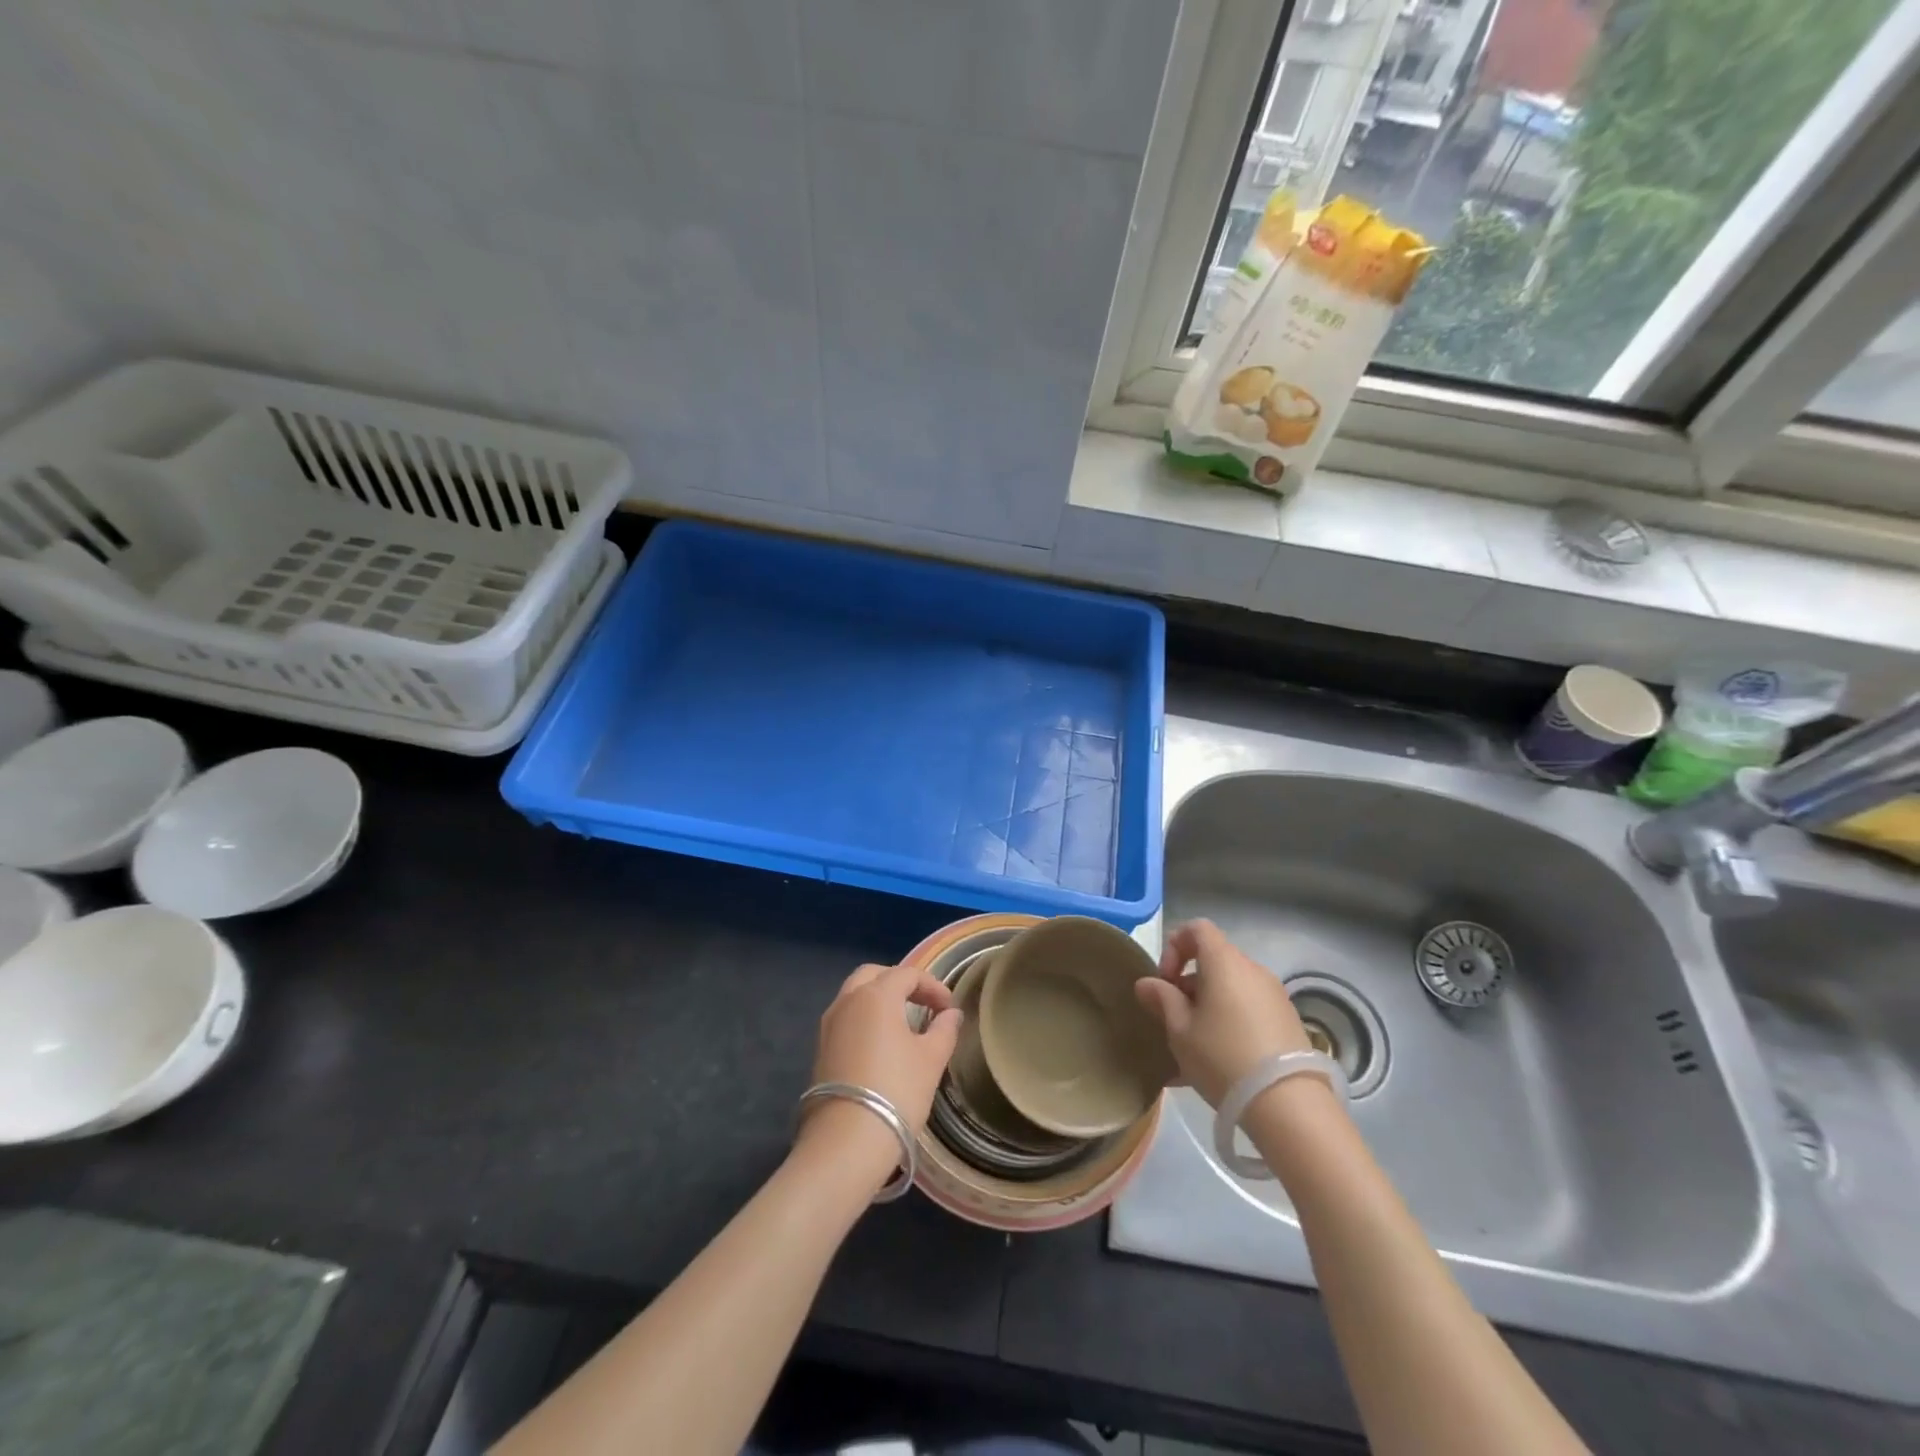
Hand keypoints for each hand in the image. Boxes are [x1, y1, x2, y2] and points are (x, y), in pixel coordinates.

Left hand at [800, 963, 961, 1178]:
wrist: (846, 1141)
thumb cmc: (897, 1091)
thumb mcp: (931, 1059)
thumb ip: (944, 1030)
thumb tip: (951, 1014)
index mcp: (876, 995)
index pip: (907, 974)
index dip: (932, 986)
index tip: (949, 1008)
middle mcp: (847, 1001)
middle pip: (874, 975)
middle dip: (899, 983)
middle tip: (922, 1003)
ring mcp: (829, 1025)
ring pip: (855, 996)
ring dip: (879, 1000)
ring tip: (903, 1023)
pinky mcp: (820, 1049)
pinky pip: (845, 1019)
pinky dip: (864, 1019)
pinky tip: (880, 1045)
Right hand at [1134, 919, 1311, 1107]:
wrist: (1288, 1105)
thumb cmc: (1223, 1057)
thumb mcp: (1180, 1030)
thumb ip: (1162, 999)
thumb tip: (1147, 983)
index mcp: (1224, 962)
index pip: (1197, 928)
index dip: (1174, 946)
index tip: (1166, 981)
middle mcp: (1253, 969)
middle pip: (1215, 960)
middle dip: (1190, 983)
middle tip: (1176, 1018)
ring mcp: (1275, 995)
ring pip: (1232, 987)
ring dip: (1210, 1004)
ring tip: (1197, 1044)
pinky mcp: (1289, 1021)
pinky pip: (1250, 1008)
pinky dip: (1232, 1020)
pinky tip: (1223, 1058)